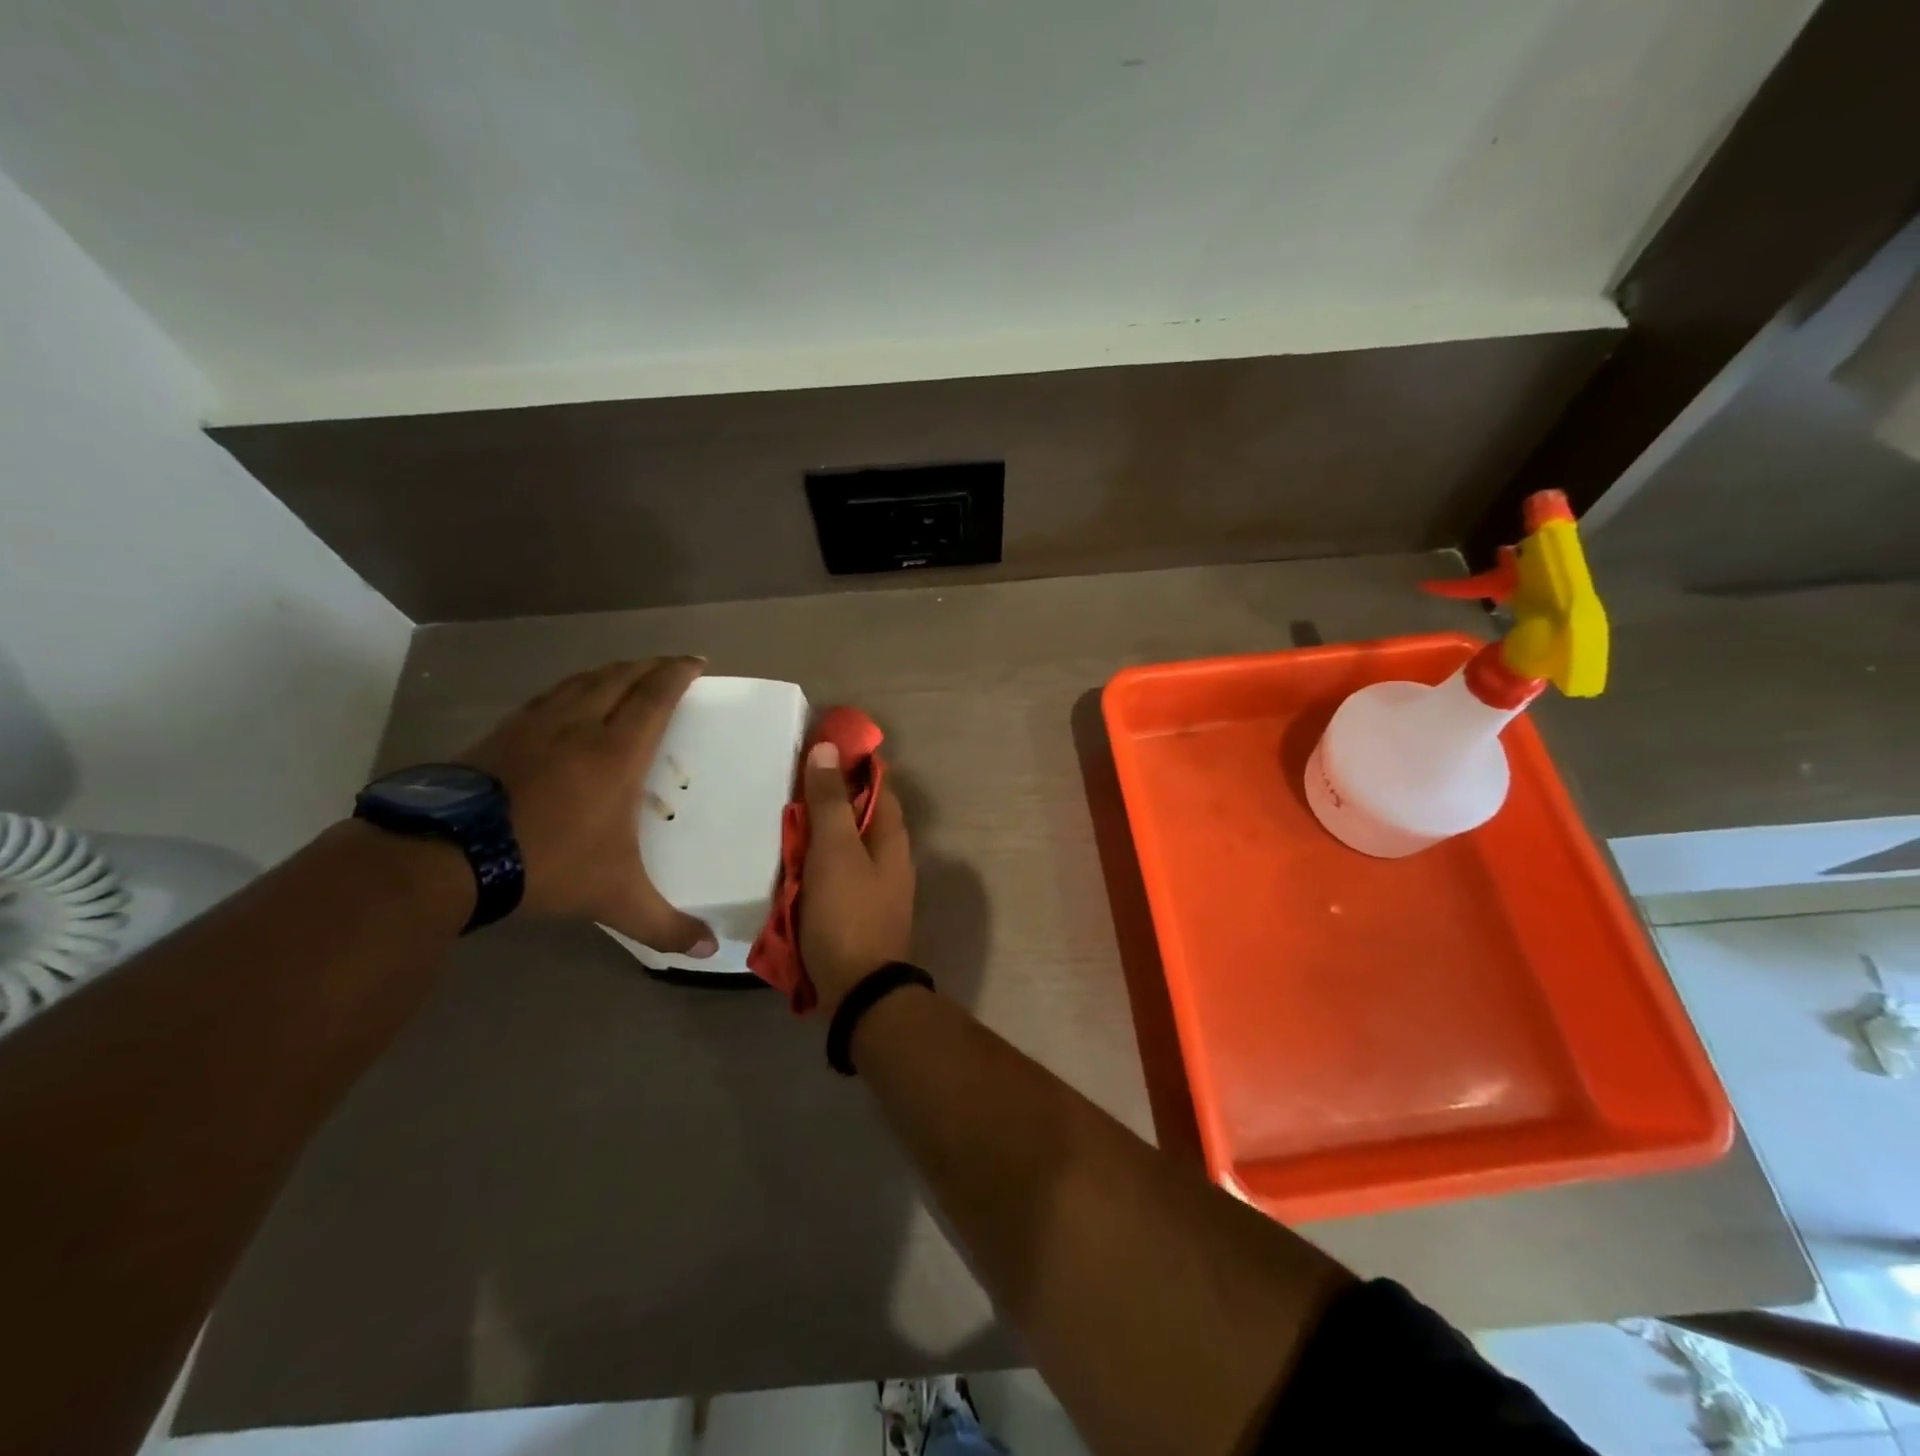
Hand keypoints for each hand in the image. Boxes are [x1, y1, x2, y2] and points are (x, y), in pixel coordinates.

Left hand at [457, 658, 715, 955]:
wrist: (446, 857)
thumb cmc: (547, 864)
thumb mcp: (615, 899)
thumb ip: (665, 925)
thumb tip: (711, 951)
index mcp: (616, 752)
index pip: (655, 697)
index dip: (677, 673)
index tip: (695, 661)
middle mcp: (579, 726)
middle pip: (619, 678)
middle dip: (648, 666)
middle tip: (668, 665)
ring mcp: (534, 726)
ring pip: (580, 681)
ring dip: (609, 671)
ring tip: (625, 673)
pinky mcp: (499, 735)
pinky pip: (546, 697)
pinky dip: (569, 689)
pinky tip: (565, 701)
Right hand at [799, 742, 914, 1011]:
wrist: (858, 990)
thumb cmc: (848, 913)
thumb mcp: (835, 851)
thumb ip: (830, 801)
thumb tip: (828, 748)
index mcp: (891, 835)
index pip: (876, 781)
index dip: (850, 760)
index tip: (815, 745)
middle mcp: (889, 855)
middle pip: (858, 813)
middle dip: (826, 797)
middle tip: (785, 784)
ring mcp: (874, 884)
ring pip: (843, 844)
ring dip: (816, 831)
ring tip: (778, 819)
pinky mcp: (855, 909)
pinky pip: (833, 873)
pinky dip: (813, 862)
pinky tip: (786, 863)